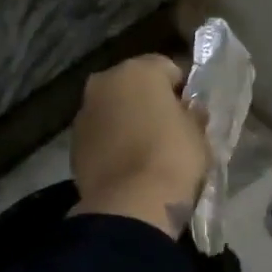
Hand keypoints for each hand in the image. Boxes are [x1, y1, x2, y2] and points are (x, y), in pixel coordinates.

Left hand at [70, 54, 208, 237]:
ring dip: (127, 120)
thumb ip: (193, 114)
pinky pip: (100, 134)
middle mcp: (105, 82)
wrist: (131, 203)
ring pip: (113, 108)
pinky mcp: (73, 143)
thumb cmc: (174, 157)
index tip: (191, 111)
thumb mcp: (198, 133)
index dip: (182, 89)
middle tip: (168, 128)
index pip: (168, 68)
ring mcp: (84, 112)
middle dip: (149, 101)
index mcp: (139, 70)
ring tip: (146, 149)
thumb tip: (189, 109)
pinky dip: (112, 142)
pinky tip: (127, 163)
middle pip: (134, 85)